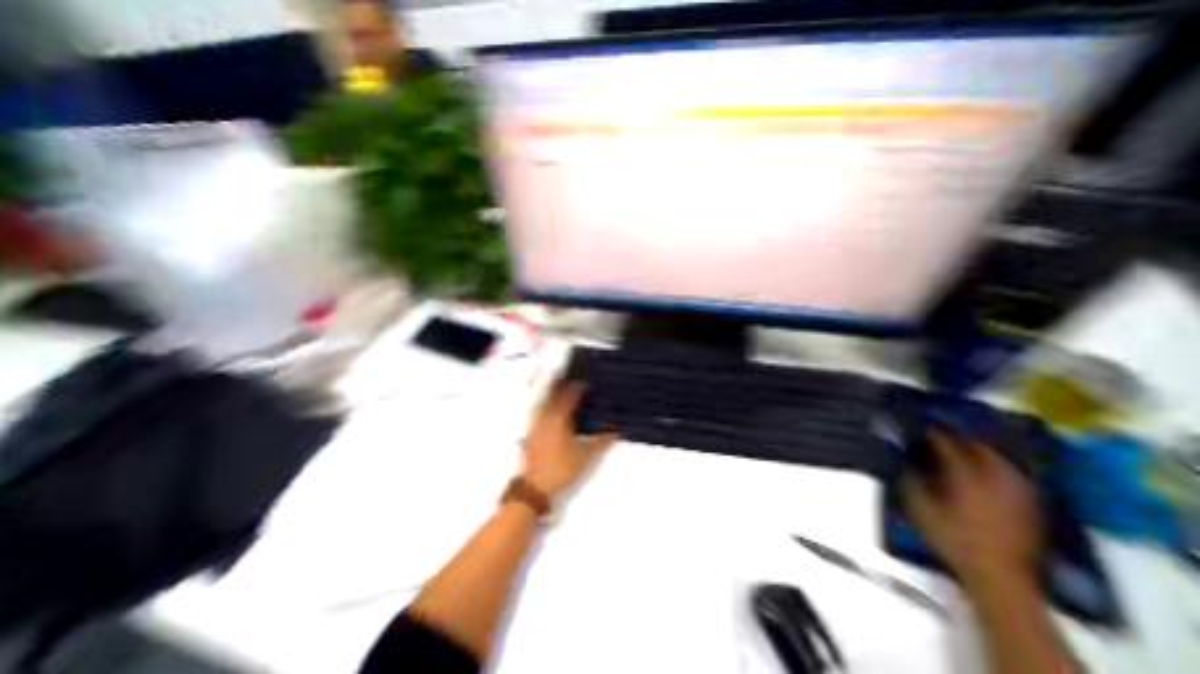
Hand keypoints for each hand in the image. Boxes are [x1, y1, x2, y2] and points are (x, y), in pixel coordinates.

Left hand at [521, 385, 618, 500]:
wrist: (534, 485)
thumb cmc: (561, 467)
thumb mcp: (585, 455)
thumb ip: (601, 441)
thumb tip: (617, 430)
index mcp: (559, 417)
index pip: (569, 395)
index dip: (578, 387)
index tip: (587, 382)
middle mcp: (546, 415)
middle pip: (553, 393)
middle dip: (562, 384)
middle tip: (573, 379)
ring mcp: (536, 423)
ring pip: (545, 401)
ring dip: (553, 393)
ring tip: (563, 389)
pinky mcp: (531, 431)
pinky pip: (540, 410)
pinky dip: (547, 404)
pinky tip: (553, 409)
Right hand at [905, 432, 1048, 589]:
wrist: (999, 578)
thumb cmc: (953, 540)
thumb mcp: (920, 509)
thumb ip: (911, 479)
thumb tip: (902, 457)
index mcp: (966, 477)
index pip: (948, 445)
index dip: (932, 433)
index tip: (918, 424)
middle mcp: (994, 479)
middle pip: (978, 446)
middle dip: (959, 435)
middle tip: (941, 430)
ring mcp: (1016, 492)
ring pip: (999, 458)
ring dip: (980, 446)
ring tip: (965, 441)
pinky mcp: (1029, 505)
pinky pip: (1014, 473)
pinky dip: (999, 464)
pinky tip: (989, 464)